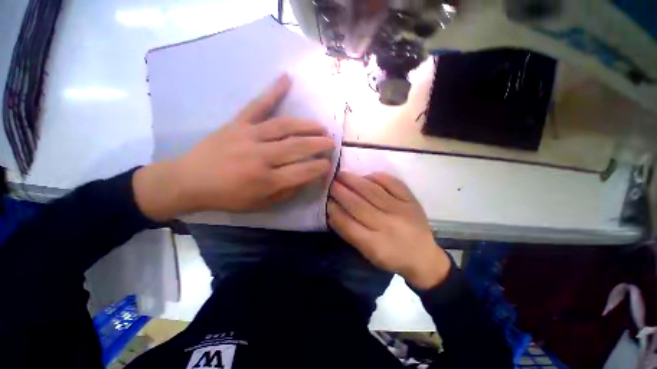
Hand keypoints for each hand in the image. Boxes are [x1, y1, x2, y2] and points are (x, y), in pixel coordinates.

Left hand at [134, 74, 334, 219]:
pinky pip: (257, 105)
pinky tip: (286, 78)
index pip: (303, 171)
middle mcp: (261, 157)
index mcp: (267, 181)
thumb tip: (307, 178)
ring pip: (285, 127)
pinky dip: (273, 91)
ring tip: (321, 126)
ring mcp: (249, 136)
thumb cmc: (228, 197)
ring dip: (307, 125)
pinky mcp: (237, 123)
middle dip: (320, 144)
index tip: (328, 164)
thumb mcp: (261, 205)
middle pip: (298, 147)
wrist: (189, 181)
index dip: (320, 168)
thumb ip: (287, 192)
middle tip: (331, 143)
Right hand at [327, 172, 450, 289]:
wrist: (424, 257)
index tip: (325, 200)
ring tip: (342, 174)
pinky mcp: (411, 201)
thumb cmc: (392, 257)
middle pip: (358, 205)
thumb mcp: (368, 253)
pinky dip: (378, 177)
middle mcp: (388, 226)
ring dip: (354, 181)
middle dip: (341, 192)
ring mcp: (401, 210)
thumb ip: (350, 233)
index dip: (334, 210)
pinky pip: (393, 183)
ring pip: (373, 192)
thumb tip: (333, 211)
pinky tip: (367, 176)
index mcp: (375, 245)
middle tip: (330, 182)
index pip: (348, 224)